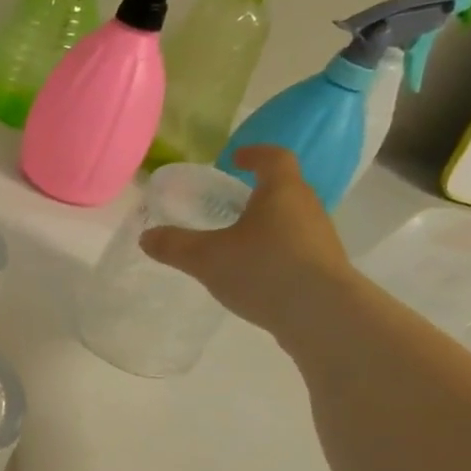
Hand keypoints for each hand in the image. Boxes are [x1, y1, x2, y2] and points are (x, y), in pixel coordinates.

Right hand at [139, 145, 356, 344]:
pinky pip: (295, 249)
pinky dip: (274, 252)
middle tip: (228, 202)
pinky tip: (255, 273)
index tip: (235, 158)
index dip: (254, 154)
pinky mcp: (324, 269)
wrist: (323, 315)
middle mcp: (307, 208)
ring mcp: (320, 240)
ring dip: (267, 224)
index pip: (273, 158)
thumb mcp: (206, 257)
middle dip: (257, 192)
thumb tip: (146, 237)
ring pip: (291, 221)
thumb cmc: (264, 270)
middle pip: (284, 189)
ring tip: (238, 241)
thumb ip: (174, 245)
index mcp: (281, 192)